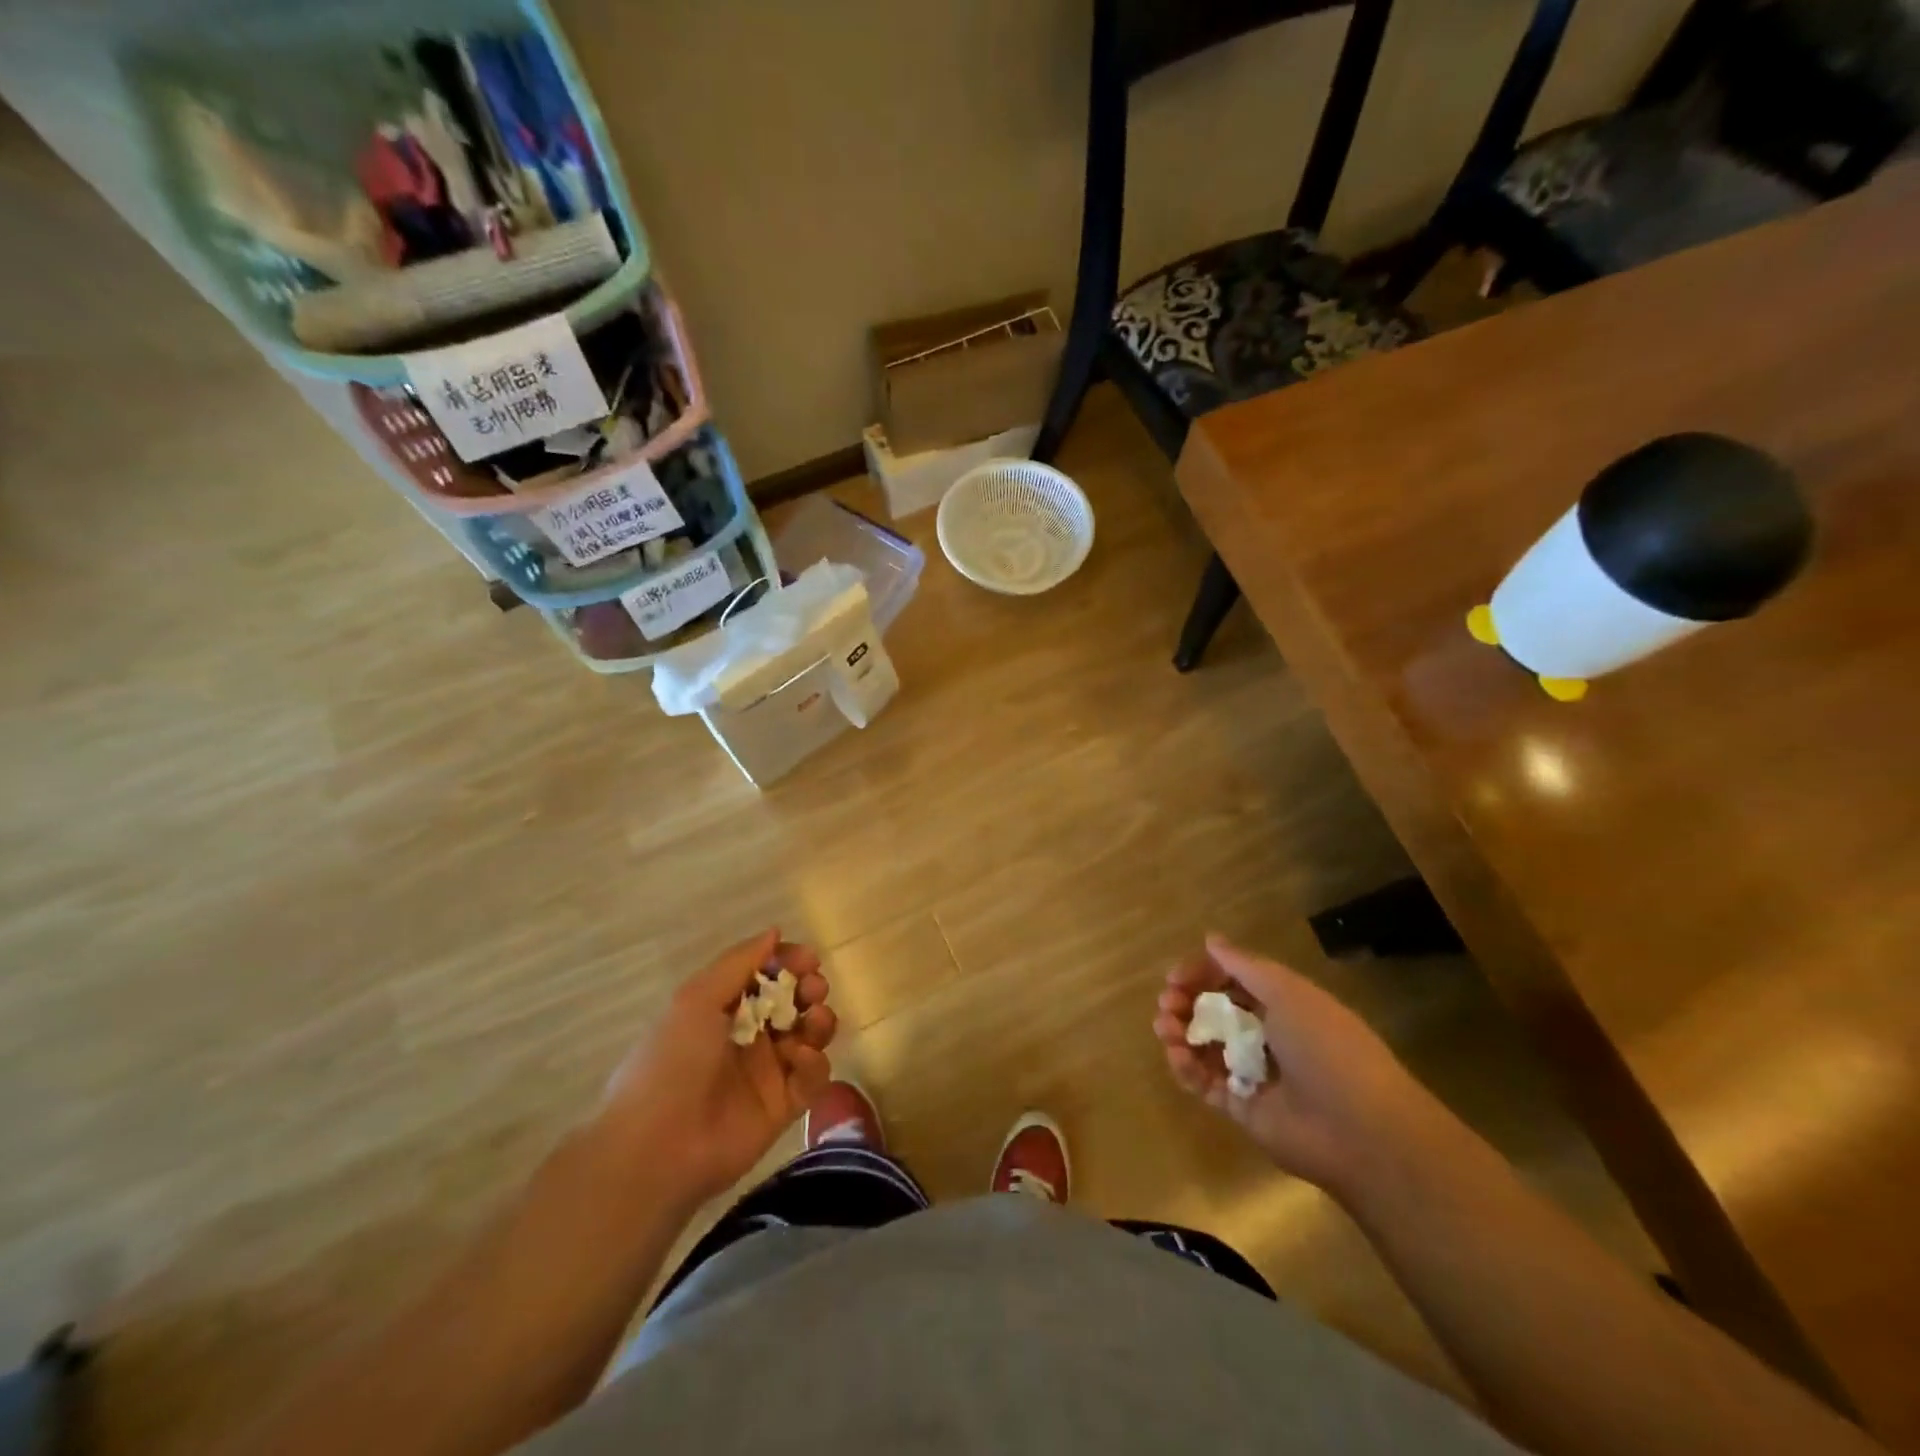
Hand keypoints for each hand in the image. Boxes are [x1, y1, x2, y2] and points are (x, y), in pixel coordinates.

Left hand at [595, 929, 836, 1207]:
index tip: (807, 958)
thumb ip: (739, 962)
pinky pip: (813, 1077)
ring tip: (815, 1019)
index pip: (766, 975)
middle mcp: (748, 1037)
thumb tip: (775, 931)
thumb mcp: (697, 998)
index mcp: (723, 1010)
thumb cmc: (672, 1061)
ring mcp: (768, 1072)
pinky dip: (814, 1062)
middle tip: (813, 989)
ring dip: (820, 1021)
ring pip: (810, 1036)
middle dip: (810, 989)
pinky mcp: (784, 1107)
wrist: (656, 1147)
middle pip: (794, 1003)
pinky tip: (799, 1058)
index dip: (789, 963)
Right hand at [1153, 934, 1437, 1199]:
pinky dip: (1186, 1068)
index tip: (1175, 978)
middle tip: (1167, 1004)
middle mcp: (1266, 1036)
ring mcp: (1253, 1073)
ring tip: (1166, 1029)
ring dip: (1180, 1033)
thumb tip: (1211, 940)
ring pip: (1204, 1046)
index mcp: (1283, 1004)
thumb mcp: (1287, 992)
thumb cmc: (1327, 1047)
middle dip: (1185, 1003)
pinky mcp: (1242, 1108)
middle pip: (1214, 1012)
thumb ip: (1244, 966)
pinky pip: (1205, 1083)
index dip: (1202, 975)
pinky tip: (1178, 1056)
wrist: (1362, 1130)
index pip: (1232, 981)